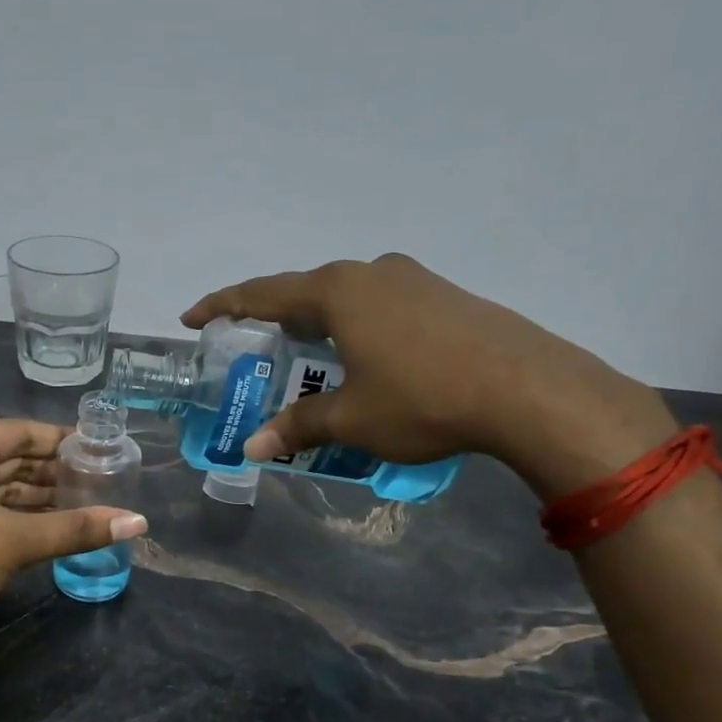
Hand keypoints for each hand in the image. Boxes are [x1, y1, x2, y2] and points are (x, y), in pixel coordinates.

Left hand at [0, 420, 146, 629]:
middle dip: (51, 471)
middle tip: (98, 478)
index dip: (61, 441)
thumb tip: (138, 522)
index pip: (19, 432)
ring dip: (35, 495)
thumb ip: (77, 527)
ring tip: (83, 501)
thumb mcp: (17, 540)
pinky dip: (14, 513)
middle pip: (7, 457)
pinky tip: (48, 524)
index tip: (98, 449)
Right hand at [183, 254, 677, 497]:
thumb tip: (252, 448)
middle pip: (306, 290)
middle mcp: (372, 272)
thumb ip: (298, 427)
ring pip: (348, 296)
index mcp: (338, 292)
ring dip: (319, 321)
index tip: (192, 317)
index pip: (263, 294)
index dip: (223, 306)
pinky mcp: (446, 295)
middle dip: (274, 316)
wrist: (529, 390)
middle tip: (252, 343)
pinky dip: (357, 326)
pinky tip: (365, 355)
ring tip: (307, 352)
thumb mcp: (351, 419)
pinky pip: (381, 305)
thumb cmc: (423, 399)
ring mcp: (415, 279)